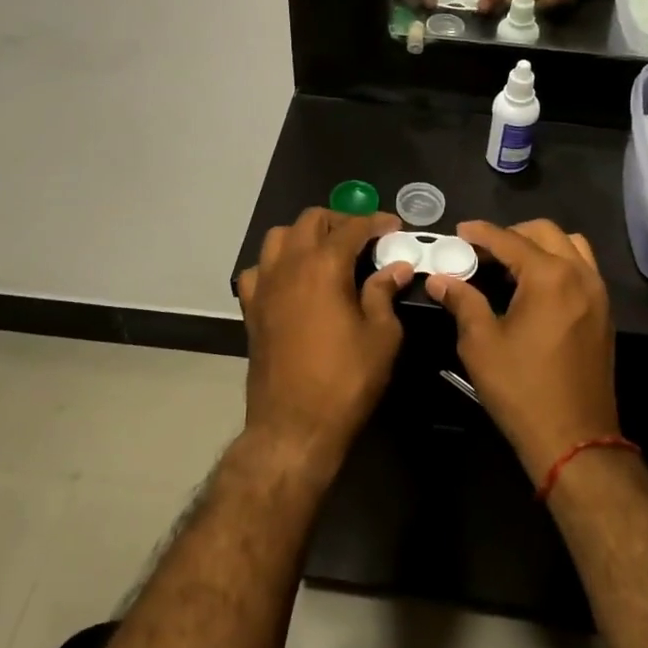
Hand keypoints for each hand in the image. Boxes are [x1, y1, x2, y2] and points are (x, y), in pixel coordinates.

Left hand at [236, 208, 412, 470]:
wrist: (294, 426)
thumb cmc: (345, 380)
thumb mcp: (381, 336)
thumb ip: (384, 293)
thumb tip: (396, 267)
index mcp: (324, 266)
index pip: (352, 227)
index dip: (376, 222)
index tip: (394, 227)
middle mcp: (289, 265)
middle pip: (311, 220)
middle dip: (340, 221)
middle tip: (364, 238)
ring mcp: (264, 286)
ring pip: (278, 237)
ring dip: (305, 235)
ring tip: (327, 252)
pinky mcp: (251, 309)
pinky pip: (258, 270)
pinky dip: (275, 265)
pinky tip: (292, 281)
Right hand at [424, 220, 617, 481]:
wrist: (574, 439)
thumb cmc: (522, 388)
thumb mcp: (481, 344)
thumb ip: (462, 302)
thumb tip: (440, 279)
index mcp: (549, 276)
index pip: (509, 240)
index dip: (481, 232)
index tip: (459, 231)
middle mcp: (580, 275)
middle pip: (545, 232)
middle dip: (511, 233)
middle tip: (482, 249)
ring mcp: (598, 294)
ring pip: (571, 246)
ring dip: (540, 245)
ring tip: (511, 264)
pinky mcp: (604, 313)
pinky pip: (583, 269)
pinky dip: (558, 263)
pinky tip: (535, 287)